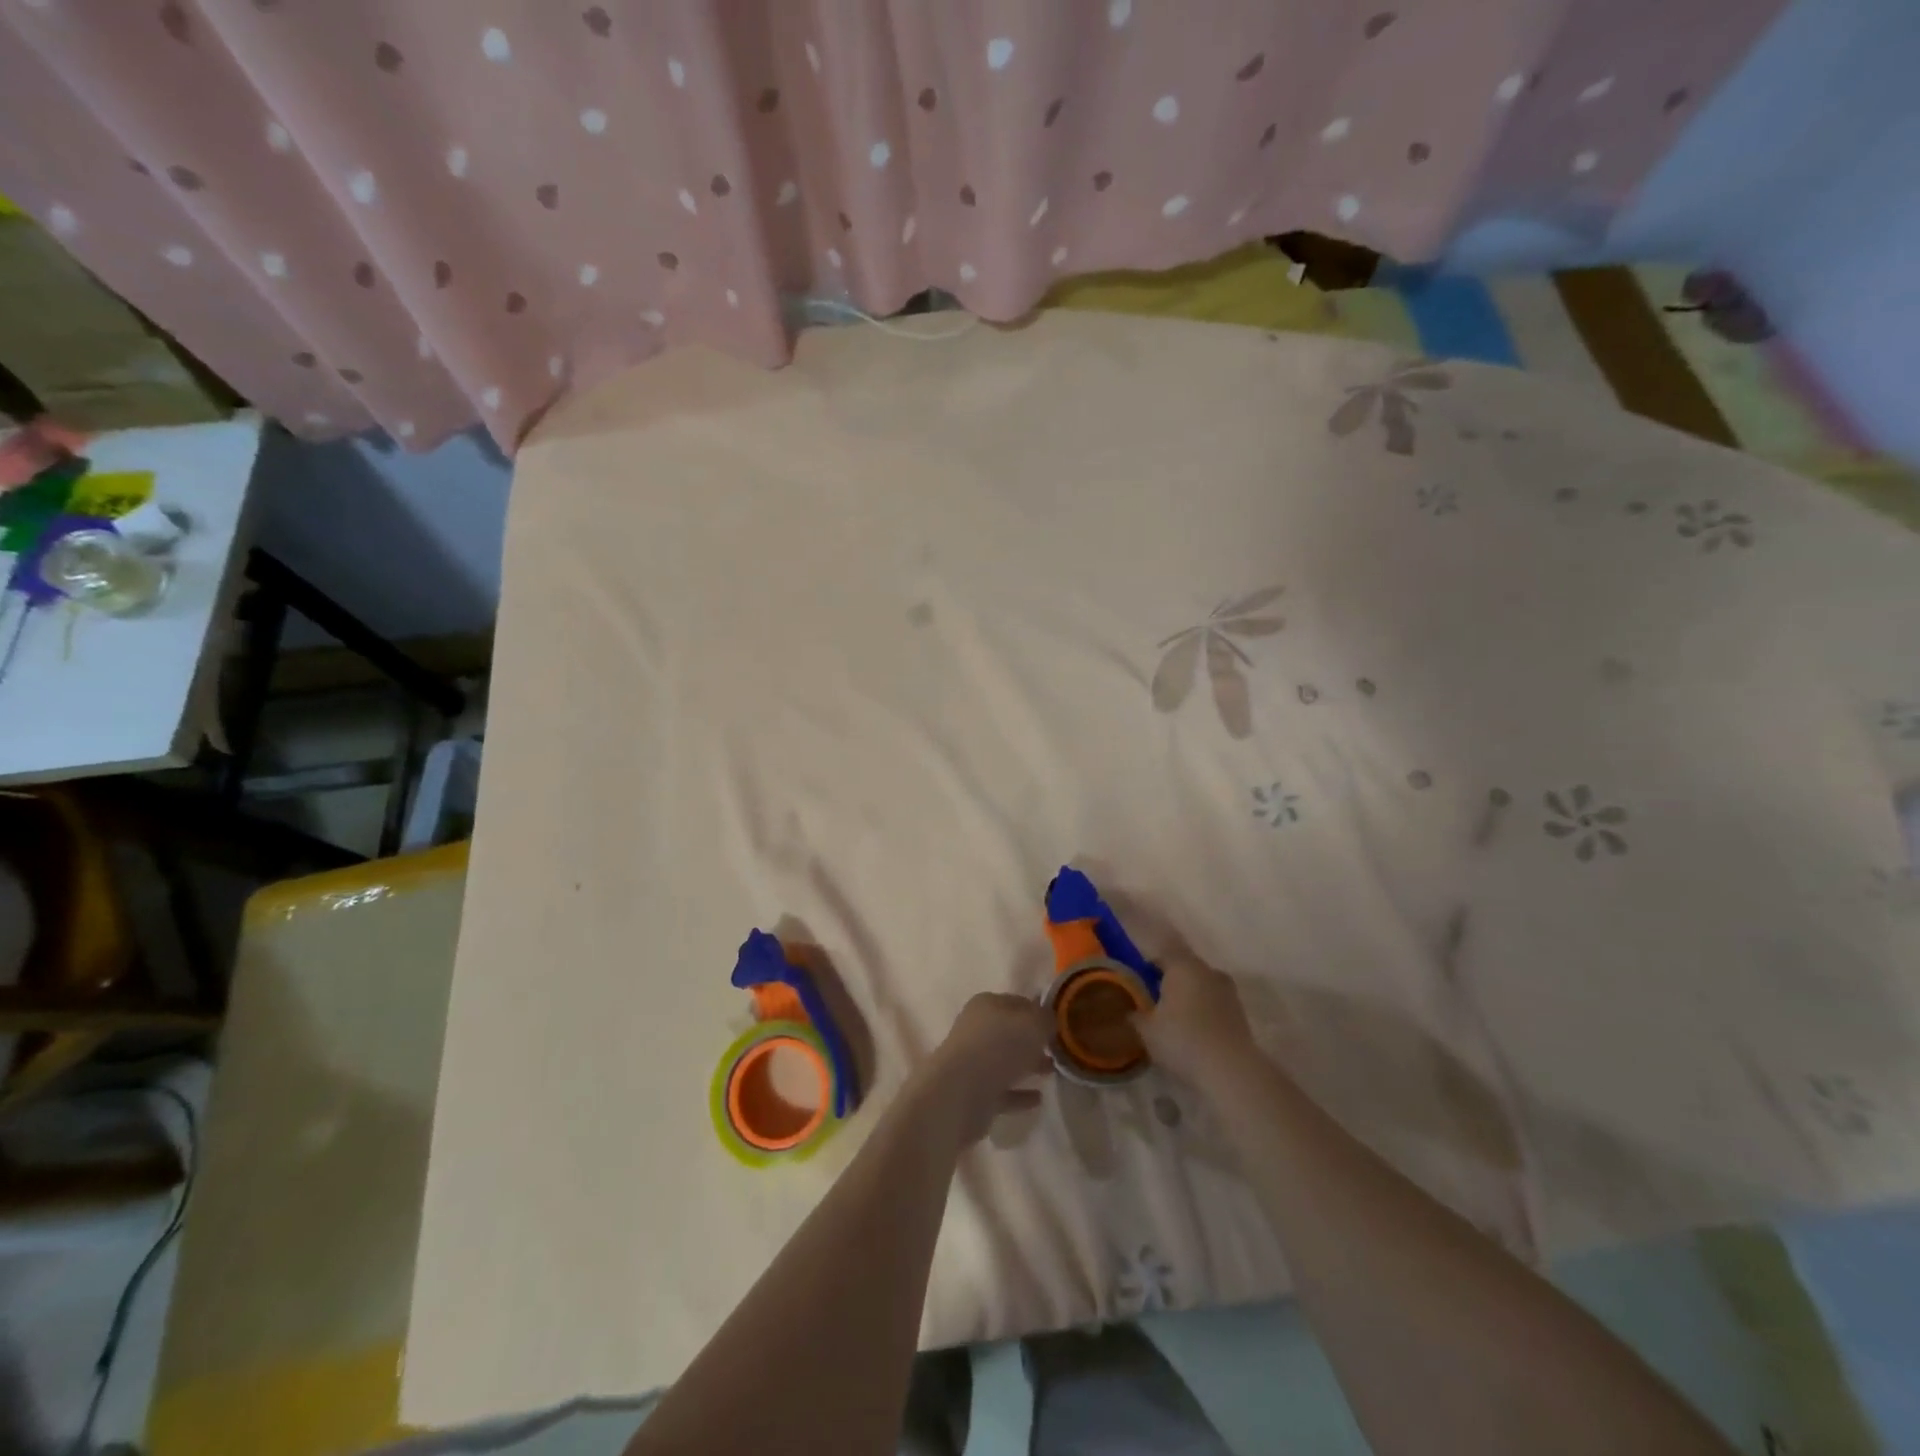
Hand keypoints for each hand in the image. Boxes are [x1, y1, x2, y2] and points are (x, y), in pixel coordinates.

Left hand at [916, 993, 1052, 1144]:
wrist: (959, 1093)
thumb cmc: (998, 1047)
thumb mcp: (1032, 1024)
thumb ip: (1045, 1019)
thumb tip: (1049, 1021)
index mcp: (987, 1005)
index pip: (1019, 1002)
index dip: (1039, 1011)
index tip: (1060, 1024)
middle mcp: (978, 1030)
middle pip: (1012, 1032)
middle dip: (1035, 1040)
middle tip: (1059, 1049)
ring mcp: (975, 1062)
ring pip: (1007, 1061)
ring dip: (1028, 1065)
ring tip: (1053, 1071)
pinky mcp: (975, 1093)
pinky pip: (1003, 1090)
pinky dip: (1020, 1093)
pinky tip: (1039, 1098)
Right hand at [1135, 952, 1262, 1088]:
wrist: (1231, 1070)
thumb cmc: (1182, 1040)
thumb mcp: (1147, 1031)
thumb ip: (1137, 1017)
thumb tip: (1131, 1012)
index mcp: (1183, 966)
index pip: (1165, 951)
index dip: (1152, 961)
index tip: (1142, 975)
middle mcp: (1208, 971)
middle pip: (1187, 967)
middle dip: (1172, 979)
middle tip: (1157, 998)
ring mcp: (1228, 992)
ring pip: (1204, 985)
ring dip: (1192, 995)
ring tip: (1177, 1017)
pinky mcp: (1241, 1014)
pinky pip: (1217, 1004)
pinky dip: (1206, 1012)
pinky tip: (1196, 1032)